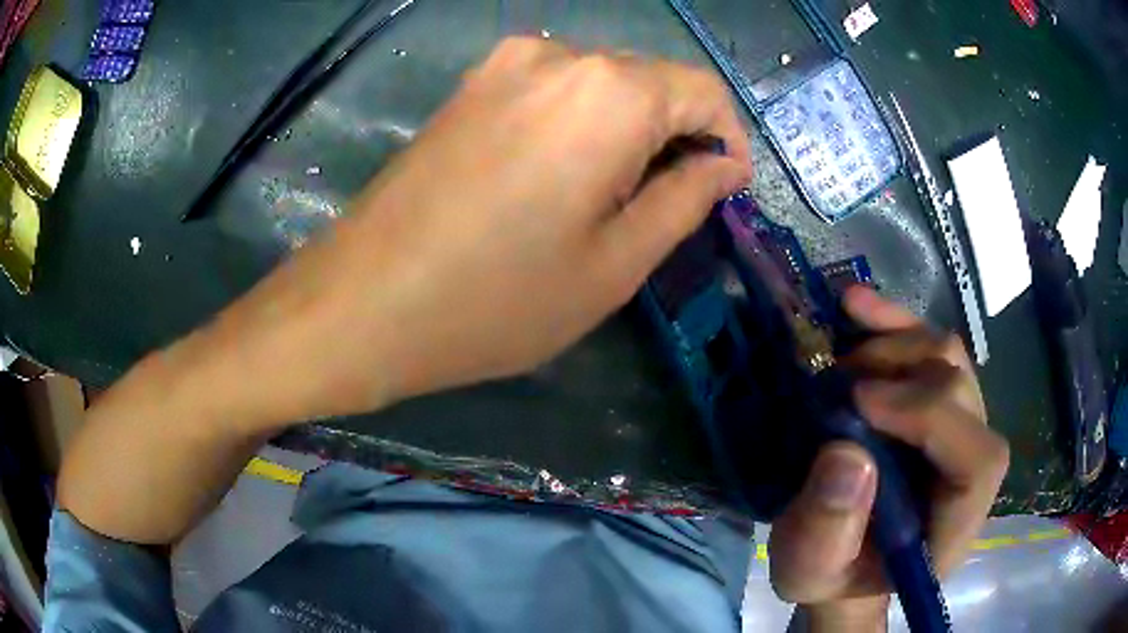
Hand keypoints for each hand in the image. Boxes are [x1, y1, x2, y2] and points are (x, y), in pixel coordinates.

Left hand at [189, 36, 751, 424]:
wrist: (363, 302)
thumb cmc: (496, 300)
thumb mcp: (614, 265)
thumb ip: (684, 200)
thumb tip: (721, 165)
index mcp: (608, 93)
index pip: (702, 90)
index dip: (727, 137)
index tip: (728, 187)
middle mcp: (559, 56)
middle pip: (651, 80)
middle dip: (678, 134)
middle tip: (675, 201)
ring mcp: (505, 64)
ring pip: (603, 83)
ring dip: (630, 129)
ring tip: (618, 196)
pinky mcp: (472, 86)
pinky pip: (555, 90)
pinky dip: (582, 123)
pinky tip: (565, 175)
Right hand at [768, 287, 1008, 629]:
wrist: (844, 559)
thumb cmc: (830, 574)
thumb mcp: (809, 570)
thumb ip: (826, 533)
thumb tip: (847, 453)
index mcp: (953, 525)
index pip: (980, 461)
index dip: (932, 418)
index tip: (861, 403)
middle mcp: (970, 469)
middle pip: (964, 393)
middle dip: (902, 374)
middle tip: (838, 384)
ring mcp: (959, 429)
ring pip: (950, 357)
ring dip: (895, 342)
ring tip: (842, 359)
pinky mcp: (939, 405)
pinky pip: (930, 347)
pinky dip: (894, 323)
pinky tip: (857, 307)